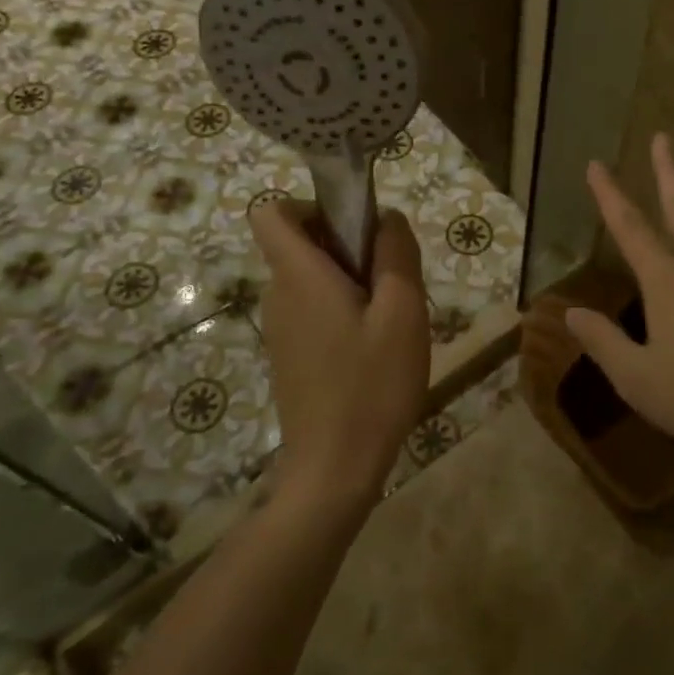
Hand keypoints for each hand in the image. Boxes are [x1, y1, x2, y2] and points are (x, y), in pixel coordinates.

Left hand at [250, 199, 430, 509]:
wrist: (334, 469)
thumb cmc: (371, 385)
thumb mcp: (402, 312)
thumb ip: (396, 255)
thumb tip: (386, 218)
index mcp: (299, 275)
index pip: (271, 213)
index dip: (309, 206)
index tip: (353, 229)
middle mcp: (279, 294)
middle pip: (300, 243)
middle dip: (346, 245)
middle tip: (390, 279)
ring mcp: (280, 327)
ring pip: (311, 277)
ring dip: (349, 280)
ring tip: (389, 318)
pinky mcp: (289, 354)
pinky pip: (312, 308)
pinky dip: (341, 309)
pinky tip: (373, 348)